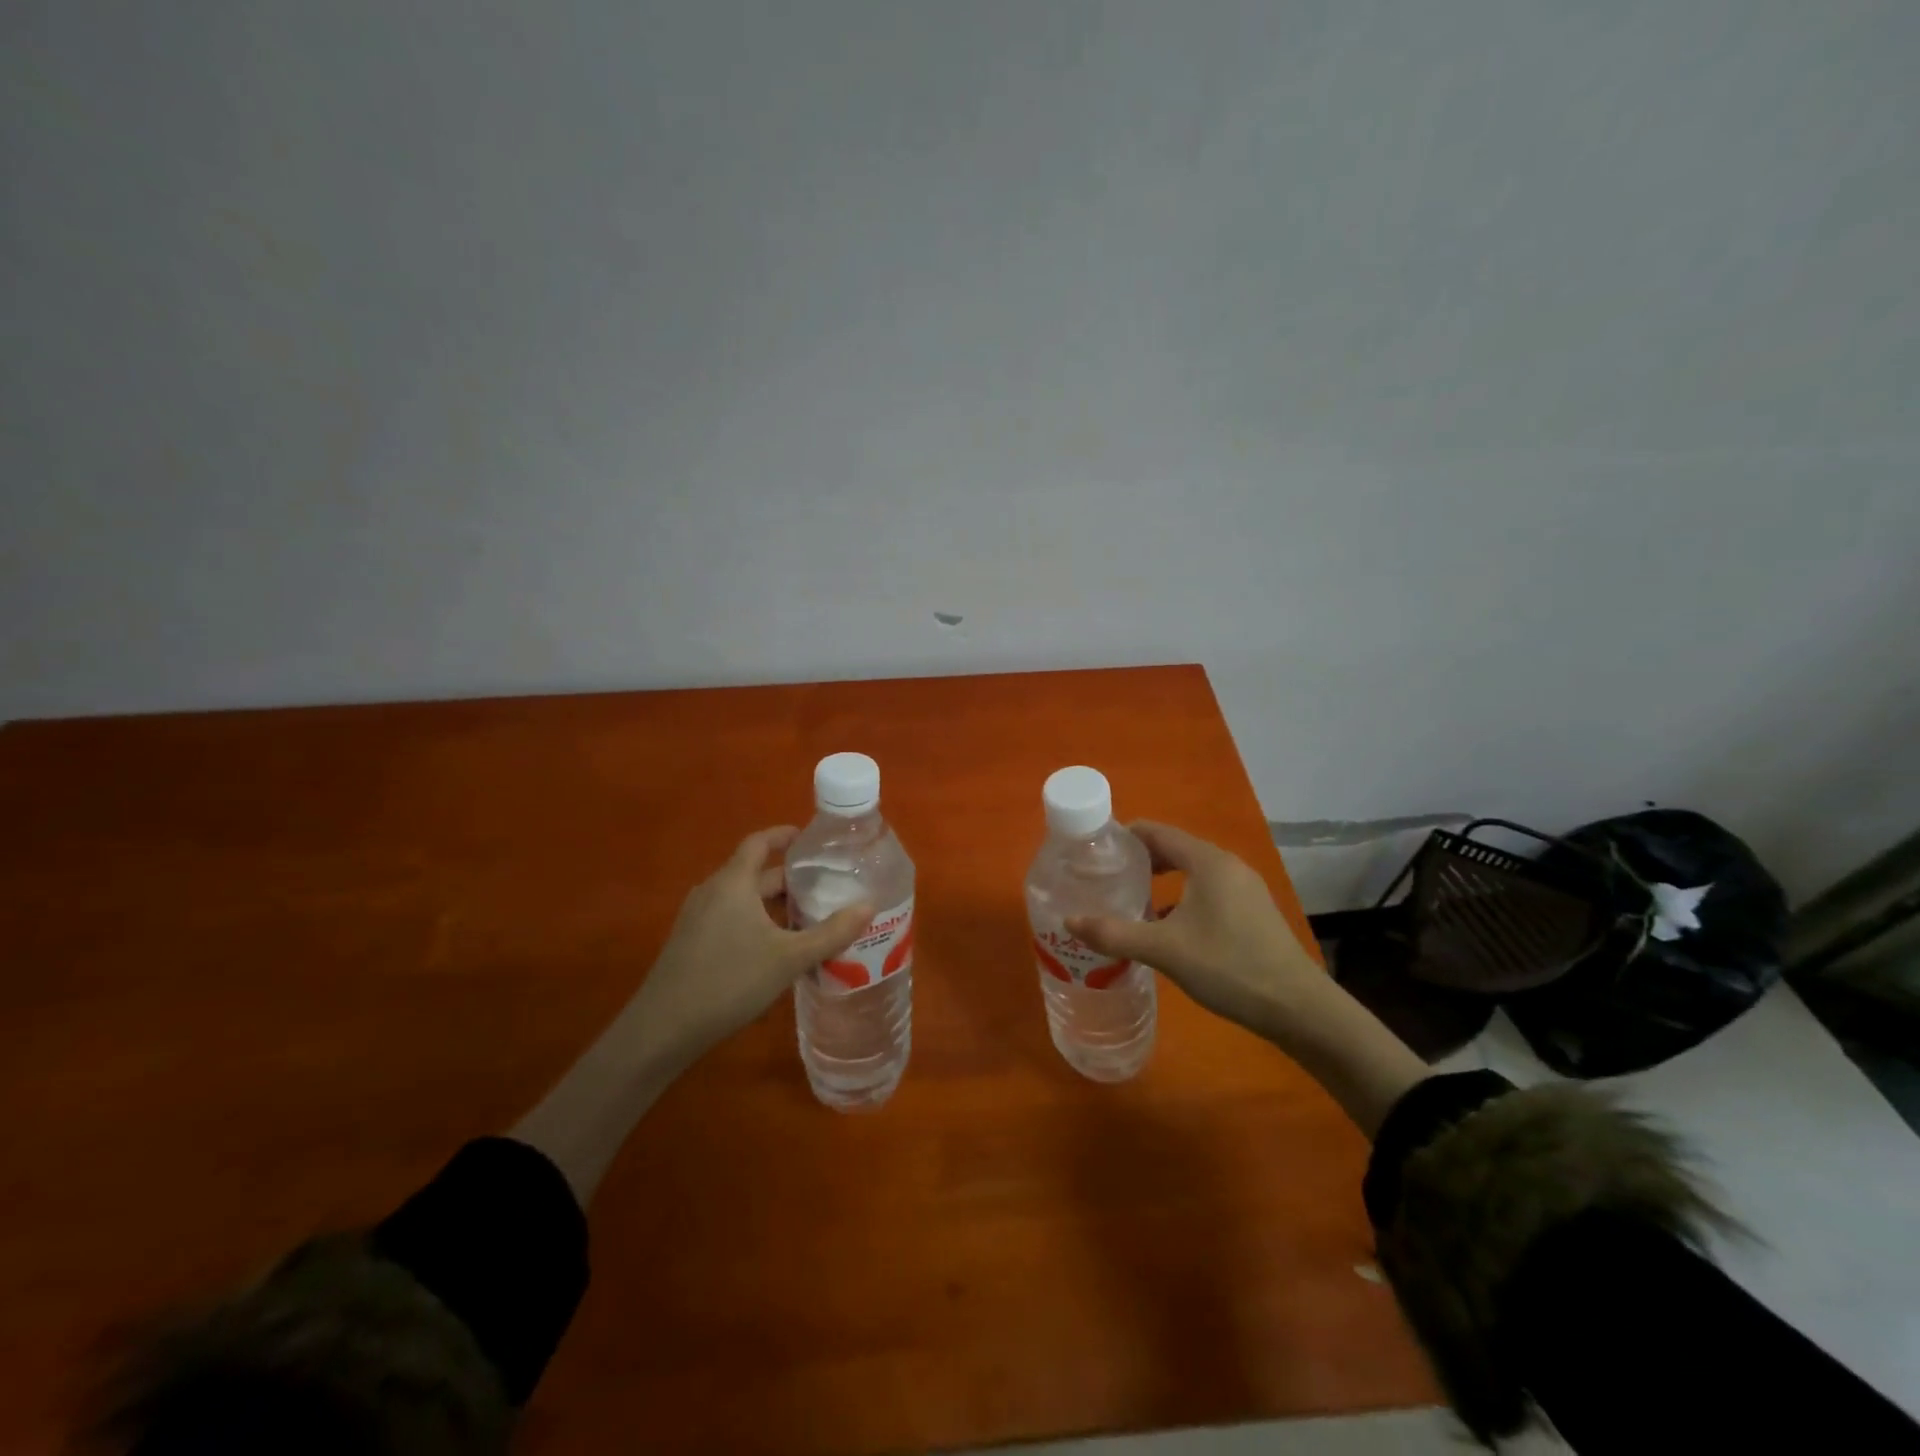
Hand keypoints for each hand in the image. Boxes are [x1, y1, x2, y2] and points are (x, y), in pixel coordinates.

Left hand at [630, 826, 873, 1057]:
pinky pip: (730, 918)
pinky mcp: (690, 943)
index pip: (759, 842)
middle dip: (789, 879)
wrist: (662, 1029)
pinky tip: (776, 949)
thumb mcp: (789, 958)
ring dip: (773, 904)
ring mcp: (697, 918)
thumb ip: (831, 932)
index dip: (784, 835)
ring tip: (808, 917)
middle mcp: (712, 891)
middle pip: (754, 873)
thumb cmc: (729, 981)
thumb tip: (869, 907)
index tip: (810, 838)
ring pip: (742, 899)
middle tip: (825, 886)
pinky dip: (755, 921)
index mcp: (733, 882)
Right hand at [1066, 821, 1322, 1037]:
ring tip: (1129, 901)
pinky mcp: (1252, 911)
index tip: (1093, 849)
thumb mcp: (1164, 950)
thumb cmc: (1228, 966)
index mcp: (1207, 861)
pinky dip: (1181, 898)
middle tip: (1105, 877)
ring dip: (1160, 881)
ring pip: (1192, 872)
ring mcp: (1244, 888)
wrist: (1298, 1008)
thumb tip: (1068, 922)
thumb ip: (1114, 933)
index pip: (1156, 831)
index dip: (1123, 836)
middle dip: (1138, 860)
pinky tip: (1166, 927)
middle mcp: (1227, 865)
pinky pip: (1207, 891)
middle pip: (1174, 849)